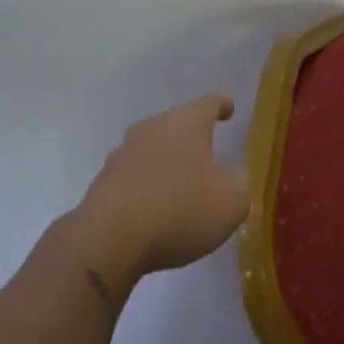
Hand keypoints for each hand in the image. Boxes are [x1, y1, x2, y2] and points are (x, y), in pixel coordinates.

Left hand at [76, 95, 248, 282]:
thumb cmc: (180, 210)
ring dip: (167, 162)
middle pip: (177, 124)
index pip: (208, 104)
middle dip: (193, 137)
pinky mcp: (104, 181)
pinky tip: (154, 207)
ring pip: (153, 149)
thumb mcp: (231, 201)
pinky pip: (134, 176)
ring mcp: (123, 153)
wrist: (108, 240)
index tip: (229, 109)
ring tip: (180, 184)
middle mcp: (152, 128)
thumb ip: (240, 183)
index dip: (222, 106)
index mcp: (186, 123)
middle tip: (208, 153)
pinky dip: (147, 185)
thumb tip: (234, 176)